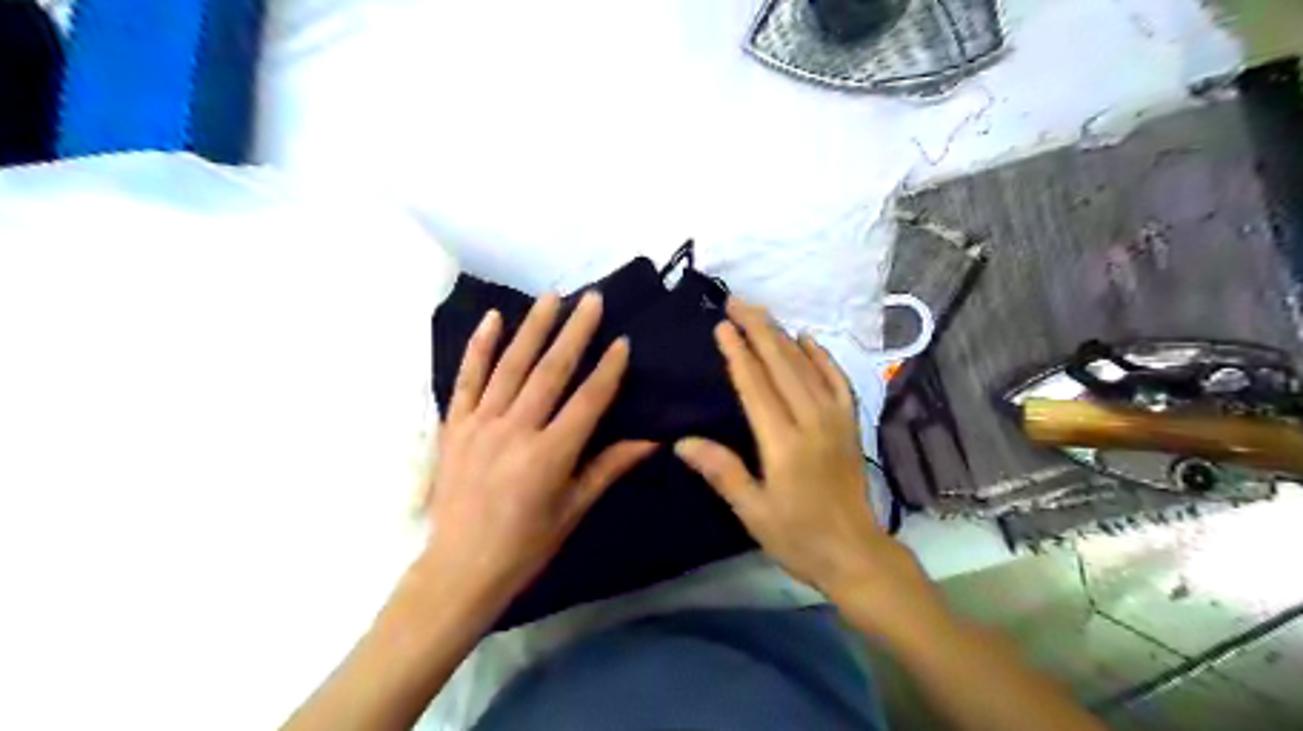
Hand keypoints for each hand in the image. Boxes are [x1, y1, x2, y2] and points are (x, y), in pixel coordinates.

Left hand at [423, 295, 656, 612]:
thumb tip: (651, 440)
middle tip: (591, 298)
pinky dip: (479, 346)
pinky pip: (467, 378)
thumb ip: (608, 468)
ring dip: (533, 327)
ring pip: (511, 365)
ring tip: (552, 297)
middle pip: (551, 371)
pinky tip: (493, 318)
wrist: (459, 568)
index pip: (588, 400)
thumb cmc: (525, 546)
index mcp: (550, 455)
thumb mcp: (573, 510)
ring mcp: (480, 424)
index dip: (608, 369)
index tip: (623, 341)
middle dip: (575, 331)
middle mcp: (515, 430)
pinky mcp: (453, 425)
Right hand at [676, 296, 918, 605]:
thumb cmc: (798, 538)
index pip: (756, 387)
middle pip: (782, 365)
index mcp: (784, 444)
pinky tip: (808, 339)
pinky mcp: (850, 424)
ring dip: (782, 336)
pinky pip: (837, 380)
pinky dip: (822, 356)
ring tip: (761, 313)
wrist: (856, 554)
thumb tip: (683, 441)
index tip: (721, 326)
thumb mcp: (753, 512)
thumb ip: (722, 471)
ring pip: (807, 366)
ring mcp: (836, 420)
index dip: (737, 354)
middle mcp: (812, 422)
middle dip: (757, 330)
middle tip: (736, 302)